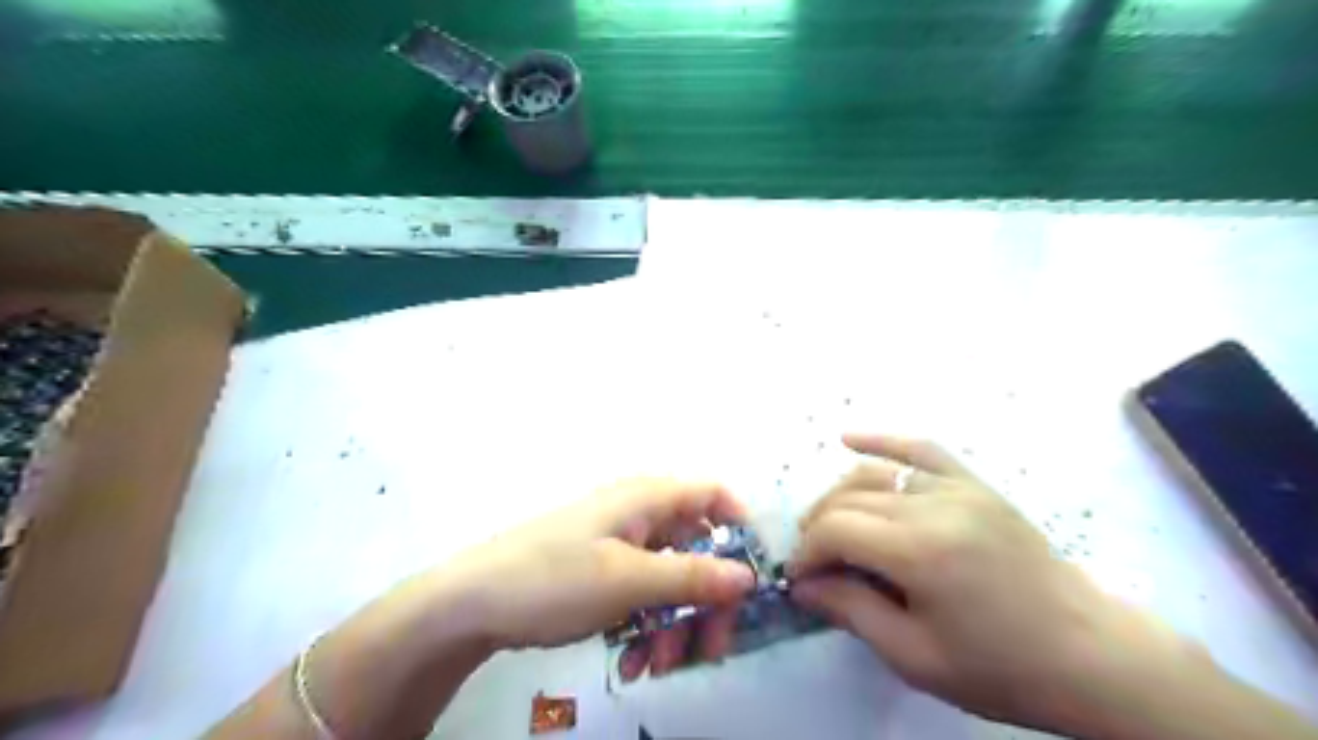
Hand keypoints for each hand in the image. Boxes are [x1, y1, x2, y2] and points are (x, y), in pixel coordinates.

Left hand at [438, 480, 751, 676]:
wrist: (472, 603)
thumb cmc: (554, 577)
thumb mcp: (628, 580)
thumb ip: (693, 578)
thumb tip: (750, 578)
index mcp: (647, 498)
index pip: (713, 496)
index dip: (741, 529)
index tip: (754, 578)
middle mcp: (639, 515)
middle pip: (698, 548)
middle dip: (706, 600)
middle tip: (710, 648)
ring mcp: (620, 544)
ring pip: (671, 579)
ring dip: (674, 623)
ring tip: (654, 665)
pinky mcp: (604, 572)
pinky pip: (643, 595)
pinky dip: (646, 627)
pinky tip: (631, 662)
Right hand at [787, 434, 1206, 727]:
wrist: (1089, 655)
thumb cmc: (1001, 668)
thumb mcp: (915, 657)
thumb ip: (851, 610)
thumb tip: (803, 585)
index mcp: (920, 552)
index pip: (836, 530)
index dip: (807, 551)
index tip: (798, 577)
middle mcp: (934, 506)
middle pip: (848, 498)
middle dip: (817, 526)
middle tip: (811, 559)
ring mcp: (957, 488)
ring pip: (873, 473)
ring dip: (838, 495)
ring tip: (826, 523)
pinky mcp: (974, 484)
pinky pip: (920, 449)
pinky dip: (882, 441)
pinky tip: (847, 437)